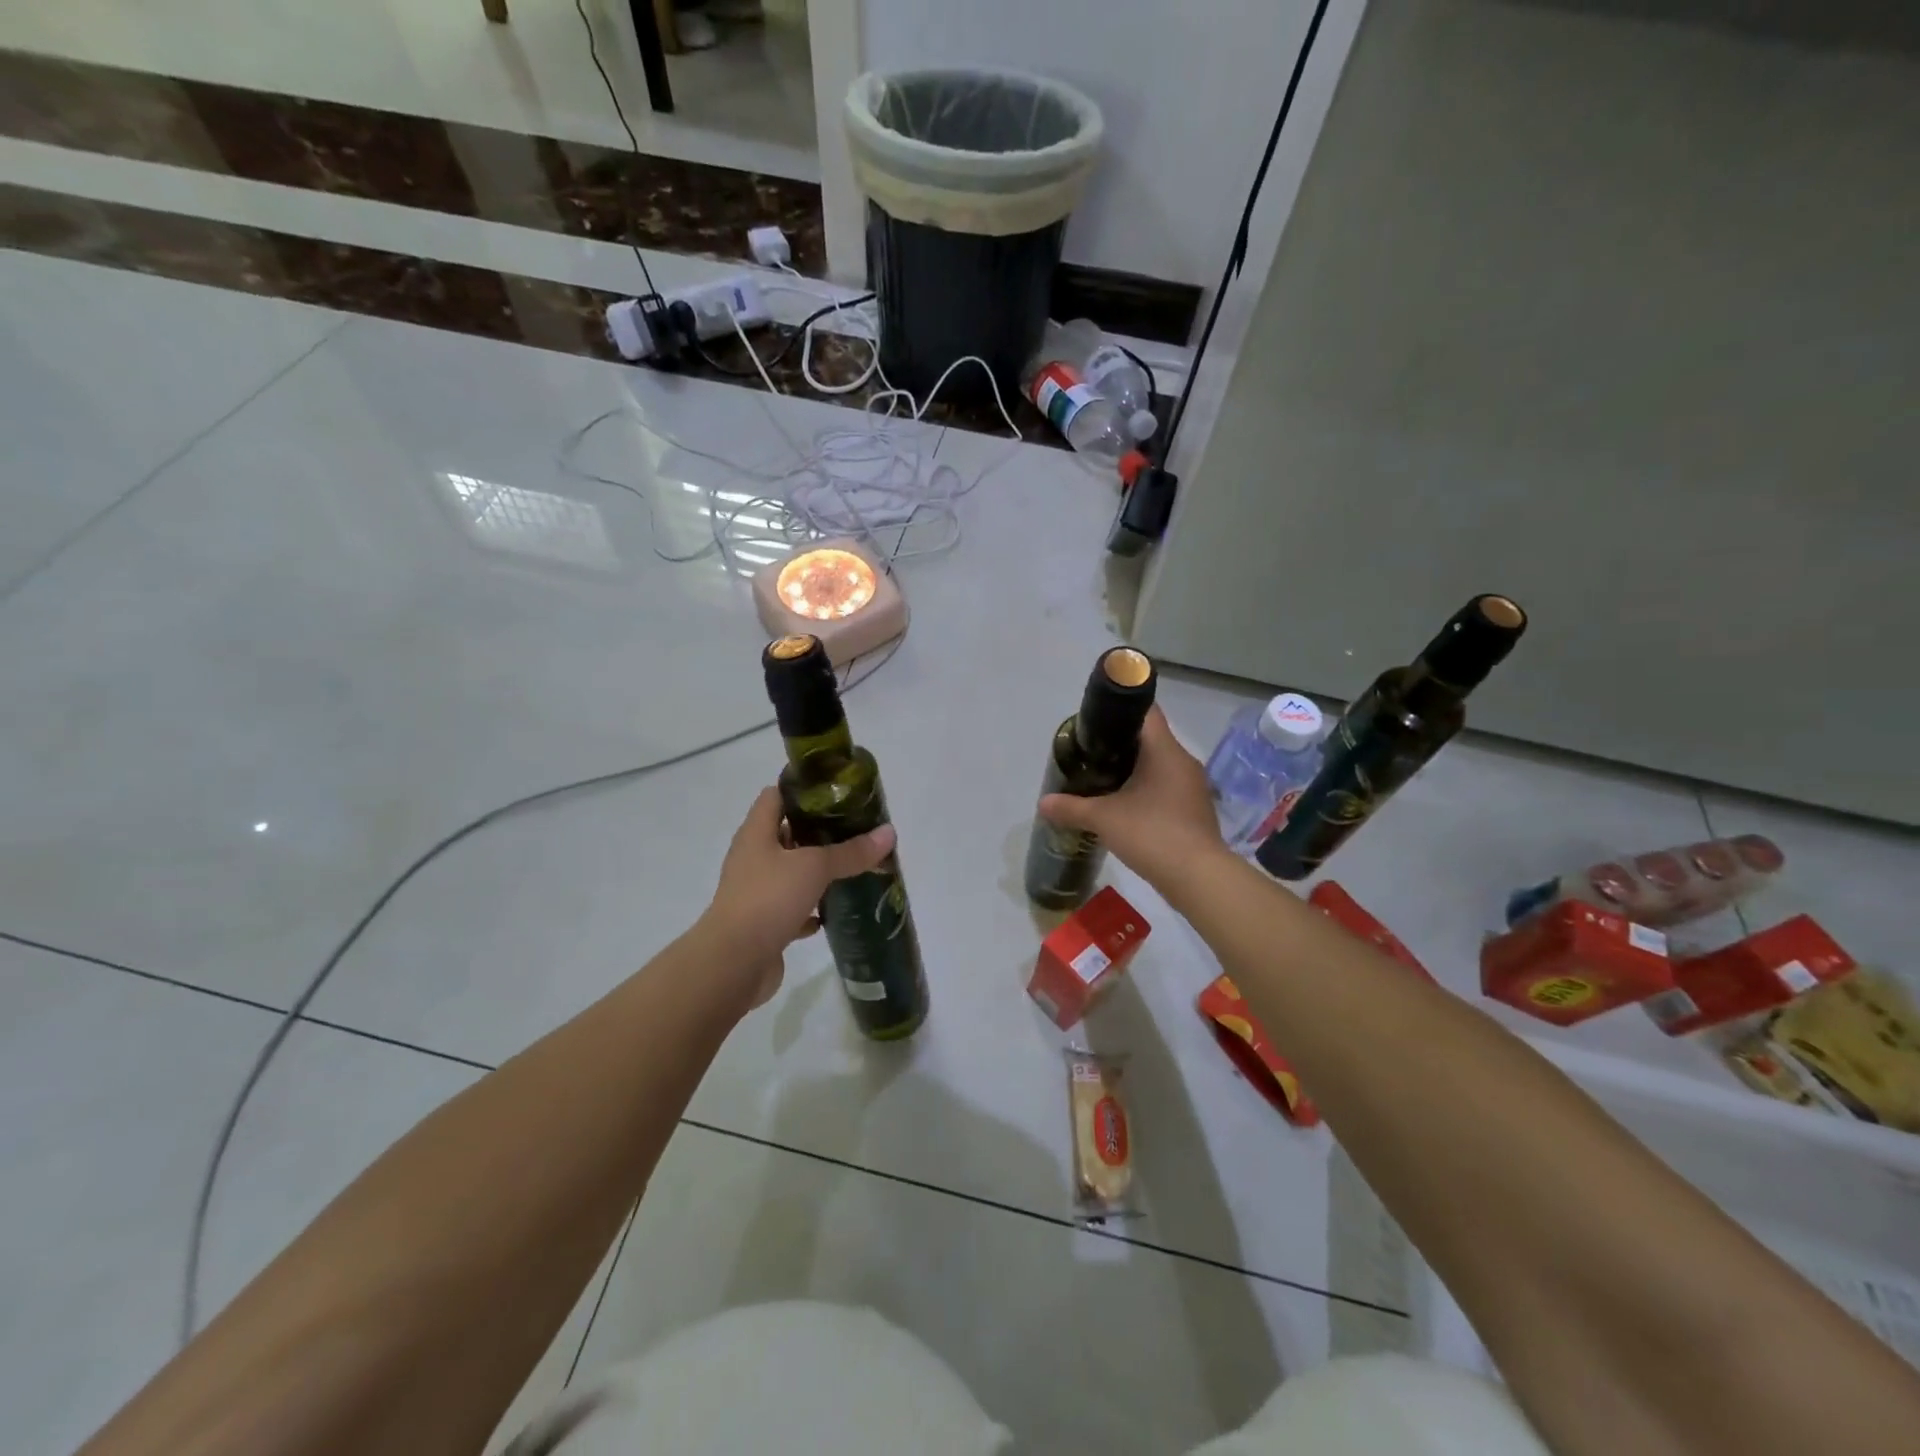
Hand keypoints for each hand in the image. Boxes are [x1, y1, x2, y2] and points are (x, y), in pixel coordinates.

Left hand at [697, 787, 896, 1009]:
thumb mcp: (815, 867)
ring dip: (817, 871)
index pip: (776, 795)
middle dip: (819, 831)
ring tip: (853, 866)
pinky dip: (811, 909)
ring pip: (791, 872)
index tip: (838, 791)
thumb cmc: (769, 899)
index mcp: (756, 833)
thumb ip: (851, 851)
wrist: (734, 963)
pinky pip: (792, 908)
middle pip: (786, 833)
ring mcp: (756, 892)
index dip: (803, 789)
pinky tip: (834, 911)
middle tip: (856, 829)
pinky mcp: (764, 923)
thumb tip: (889, 832)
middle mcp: (753, 857)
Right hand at [1038, 706, 1226, 891]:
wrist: (1198, 877)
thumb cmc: (1152, 834)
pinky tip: (1127, 809)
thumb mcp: (1104, 819)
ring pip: (1160, 766)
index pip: (1146, 712)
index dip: (1120, 713)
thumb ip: (1072, 808)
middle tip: (1091, 757)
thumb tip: (1043, 803)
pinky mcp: (1195, 810)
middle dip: (1121, 746)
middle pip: (1150, 740)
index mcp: (1165, 750)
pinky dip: (1148, 792)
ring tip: (1104, 782)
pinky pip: (1168, 789)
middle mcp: (1183, 761)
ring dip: (1135, 771)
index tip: (1096, 726)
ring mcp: (1193, 787)